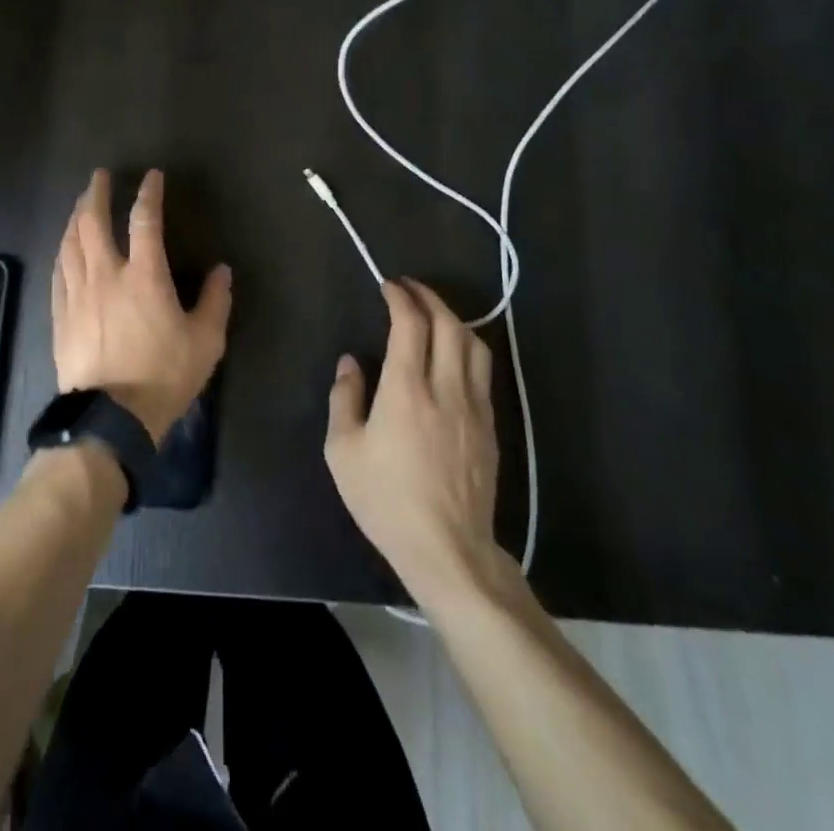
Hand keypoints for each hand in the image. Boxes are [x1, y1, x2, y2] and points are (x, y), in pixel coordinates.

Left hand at [51, 168, 232, 444]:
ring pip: (70, 243)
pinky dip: (62, 251)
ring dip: (75, 217)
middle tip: (99, 178)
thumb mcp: (205, 342)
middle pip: (93, 222)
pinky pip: (58, 272)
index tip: (150, 176)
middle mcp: (106, 275)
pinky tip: (64, 248)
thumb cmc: (163, 376)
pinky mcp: (61, 315)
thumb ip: (215, 302)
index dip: (148, 193)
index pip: (144, 220)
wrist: (110, 418)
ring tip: (79, 205)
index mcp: (144, 276)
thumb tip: (222, 271)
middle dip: (96, 194)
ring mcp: (78, 294)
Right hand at [325, 278, 501, 602]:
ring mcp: (474, 406)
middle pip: (448, 324)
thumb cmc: (386, 500)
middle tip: (409, 288)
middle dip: (429, 297)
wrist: (447, 548)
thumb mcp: (343, 451)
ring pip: (474, 344)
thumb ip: (345, 399)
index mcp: (406, 390)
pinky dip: (467, 348)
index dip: (401, 297)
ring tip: (433, 314)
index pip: (411, 324)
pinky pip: (482, 371)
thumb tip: (351, 363)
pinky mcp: (490, 426)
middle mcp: (446, 388)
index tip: (388, 286)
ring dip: (453, 319)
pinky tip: (453, 355)